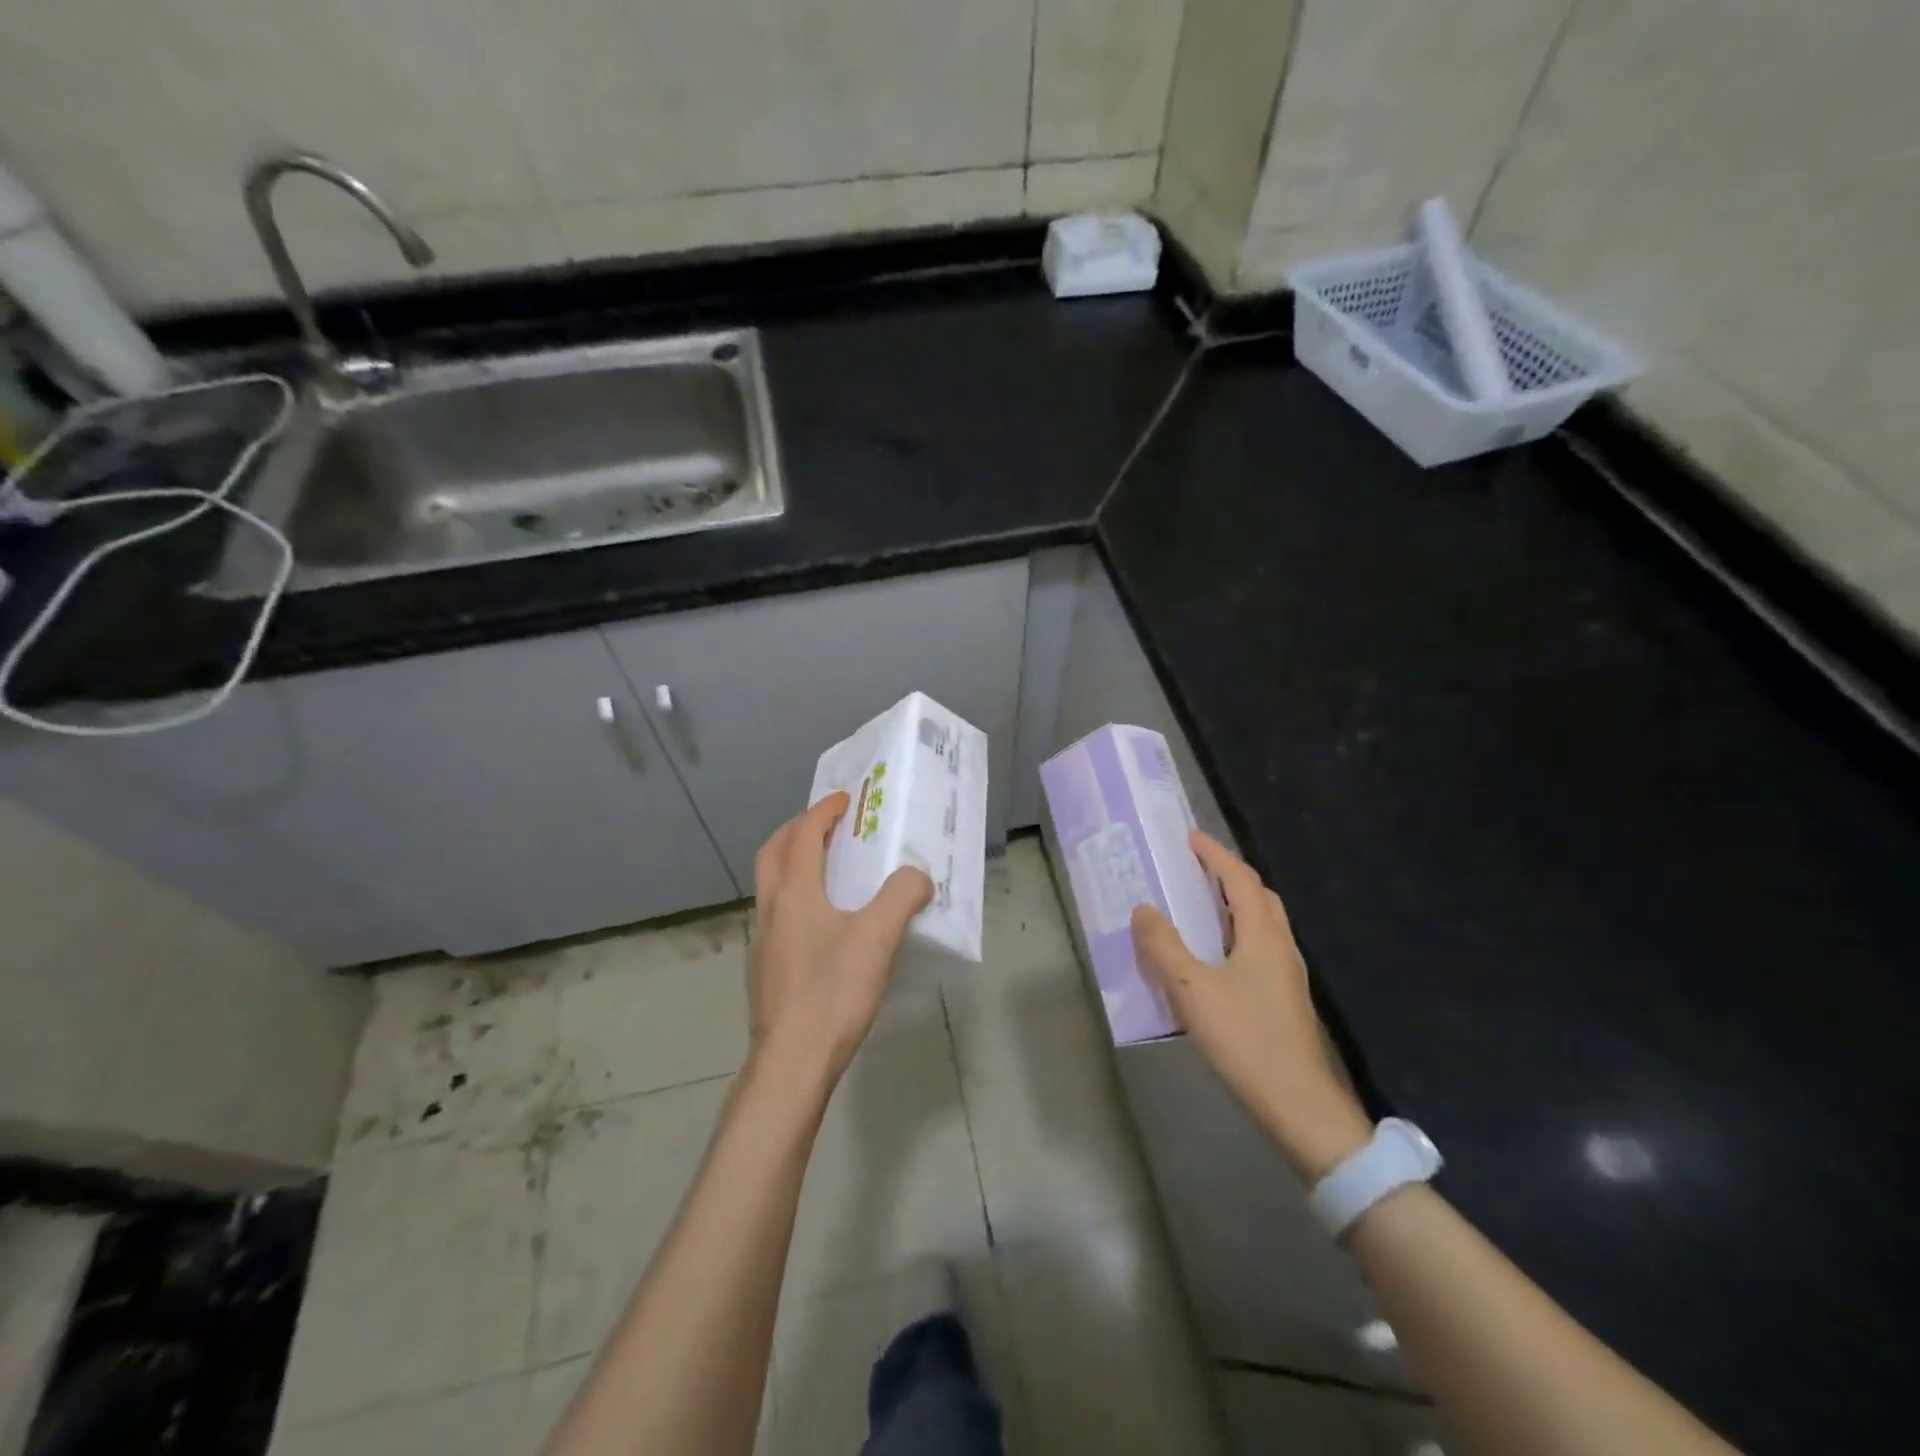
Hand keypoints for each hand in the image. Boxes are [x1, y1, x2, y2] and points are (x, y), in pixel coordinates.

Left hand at [747, 792, 933, 1086]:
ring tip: (828, 870)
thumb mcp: (879, 937)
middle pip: (774, 852)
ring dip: (793, 863)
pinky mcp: (764, 969)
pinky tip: (822, 924)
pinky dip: (794, 897)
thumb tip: (918, 876)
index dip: (824, 811)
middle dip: (797, 830)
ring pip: (771, 885)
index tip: (846, 799)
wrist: (791, 1061)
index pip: (804, 835)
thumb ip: (902, 896)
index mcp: (794, 892)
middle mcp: (771, 909)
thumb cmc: (833, 991)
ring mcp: (762, 940)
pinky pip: (777, 914)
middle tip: (827, 824)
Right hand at [1130, 832, 1371, 1178]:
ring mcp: (1287, 975)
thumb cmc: (1247, 1040)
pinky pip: (1260, 948)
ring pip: (1263, 924)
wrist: (1301, 1106)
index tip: (1190, 838)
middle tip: (1196, 869)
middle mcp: (1281, 947)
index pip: (1240, 880)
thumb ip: (1164, 947)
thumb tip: (1143, 909)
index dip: (1216, 855)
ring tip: (1201, 907)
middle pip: (1260, 896)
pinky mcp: (1284, 1000)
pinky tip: (1215, 958)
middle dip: (1229, 875)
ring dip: (1235, 905)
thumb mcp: (1193, 990)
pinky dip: (1237, 933)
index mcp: (1263, 935)